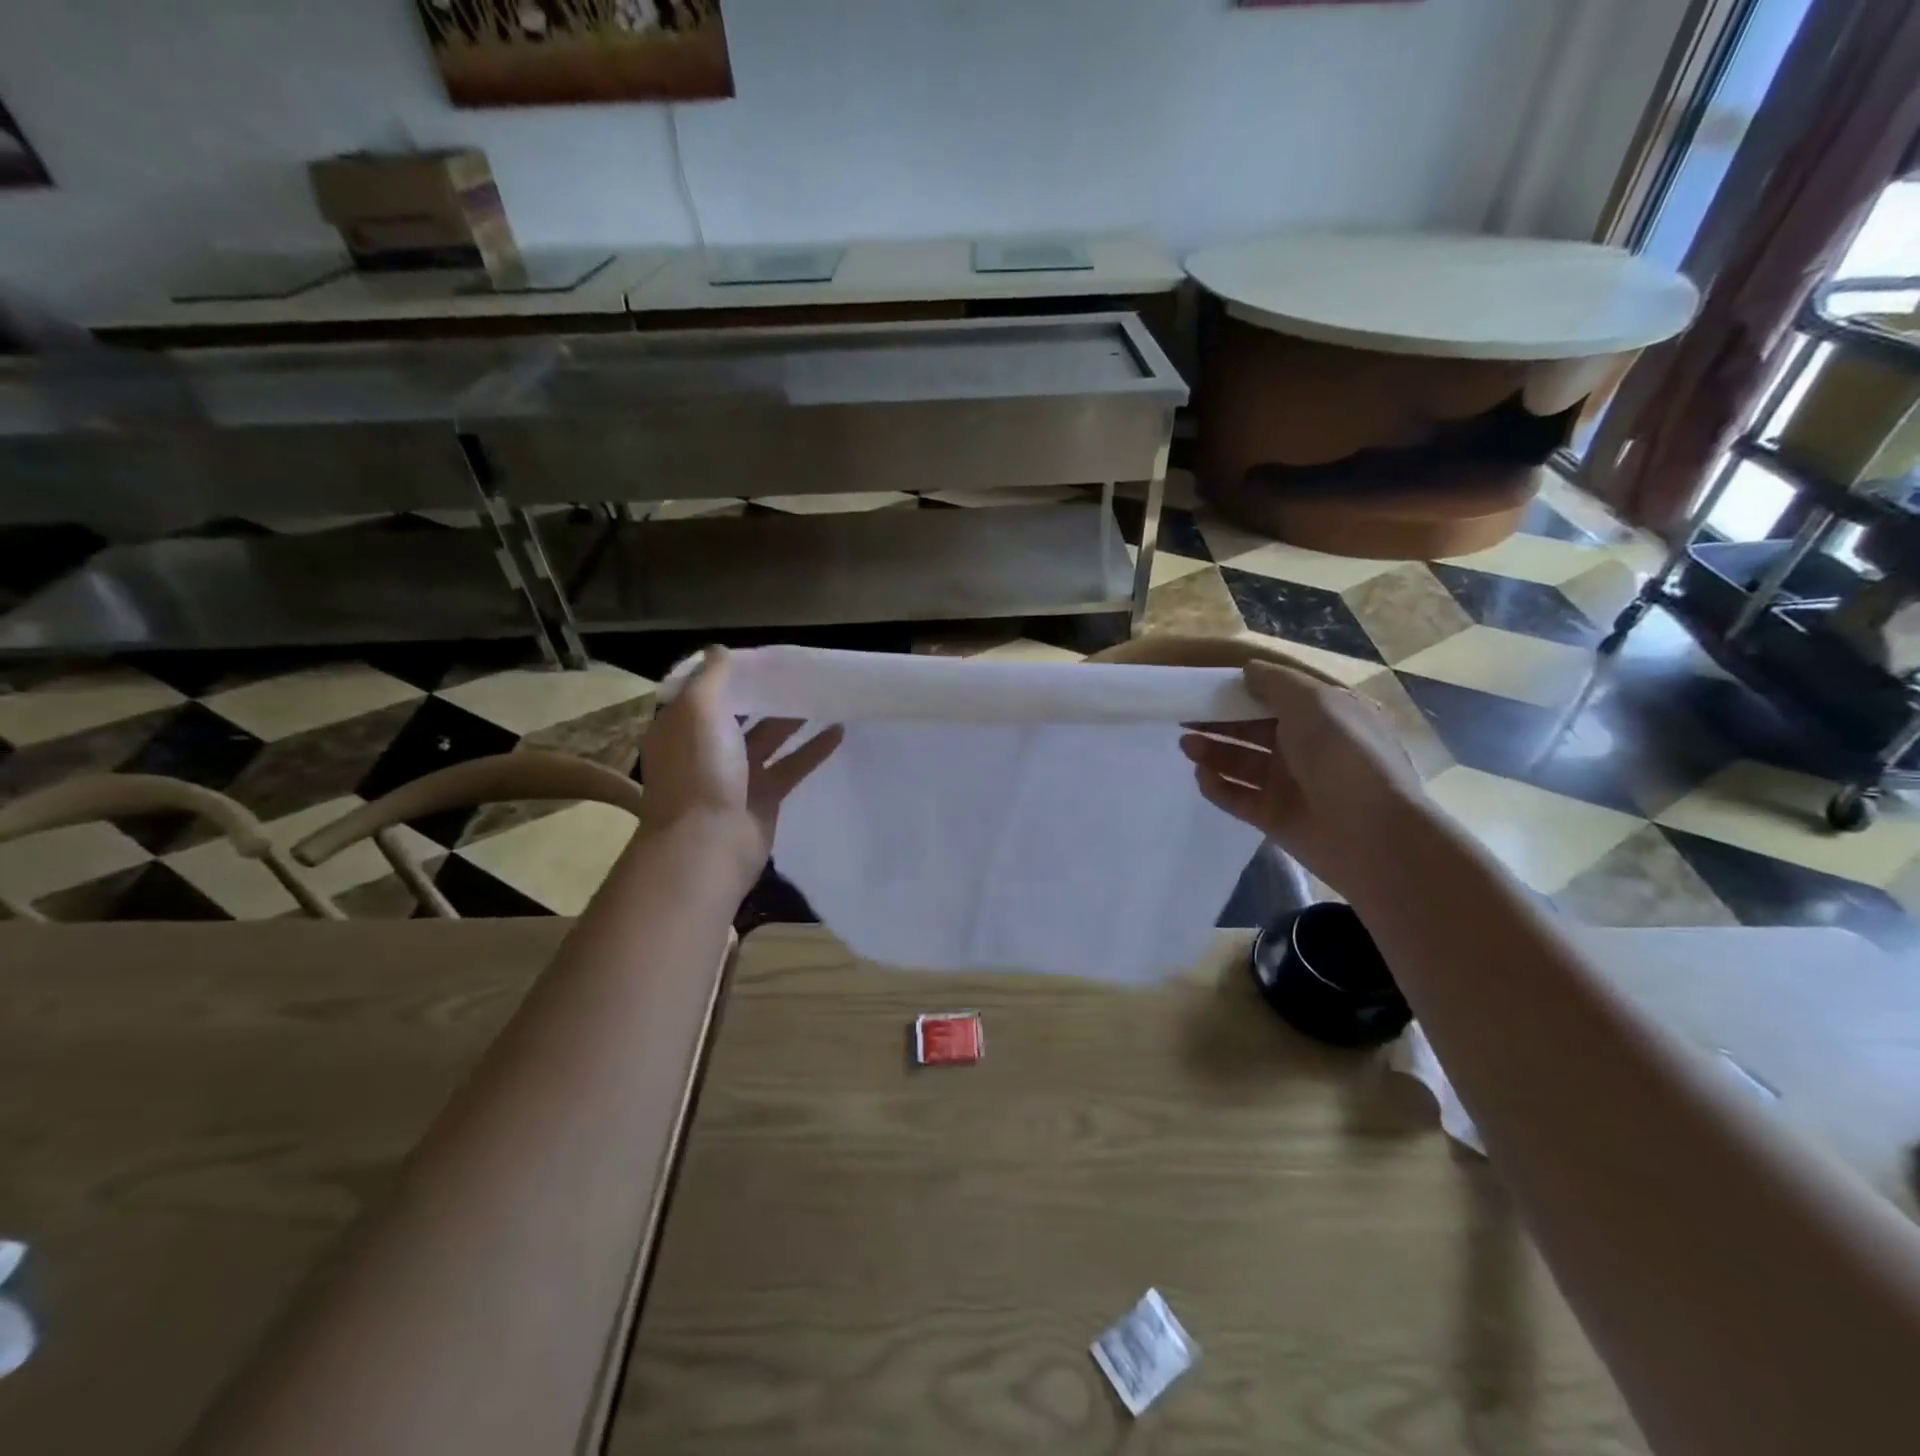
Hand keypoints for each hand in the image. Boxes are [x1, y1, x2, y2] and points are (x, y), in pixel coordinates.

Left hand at [641, 647, 843, 876]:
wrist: (710, 844)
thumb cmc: (699, 771)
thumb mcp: (698, 711)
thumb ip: (712, 677)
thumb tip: (720, 650)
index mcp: (681, 727)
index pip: (704, 691)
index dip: (729, 672)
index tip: (760, 655)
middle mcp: (705, 748)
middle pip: (738, 713)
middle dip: (764, 693)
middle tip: (798, 671)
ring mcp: (736, 775)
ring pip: (768, 737)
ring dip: (792, 717)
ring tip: (823, 694)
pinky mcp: (764, 796)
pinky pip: (791, 764)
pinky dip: (813, 748)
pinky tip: (839, 730)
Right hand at [1180, 660, 1429, 895]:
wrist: (1371, 834)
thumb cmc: (1344, 756)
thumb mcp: (1315, 703)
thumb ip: (1276, 682)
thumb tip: (1247, 670)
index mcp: (1323, 716)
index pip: (1275, 697)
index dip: (1241, 690)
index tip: (1206, 686)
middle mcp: (1306, 747)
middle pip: (1252, 729)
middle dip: (1218, 721)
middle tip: (1183, 716)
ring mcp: (1289, 784)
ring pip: (1241, 762)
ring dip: (1212, 752)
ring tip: (1186, 746)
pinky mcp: (1273, 816)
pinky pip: (1237, 797)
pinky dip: (1217, 786)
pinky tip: (1202, 776)